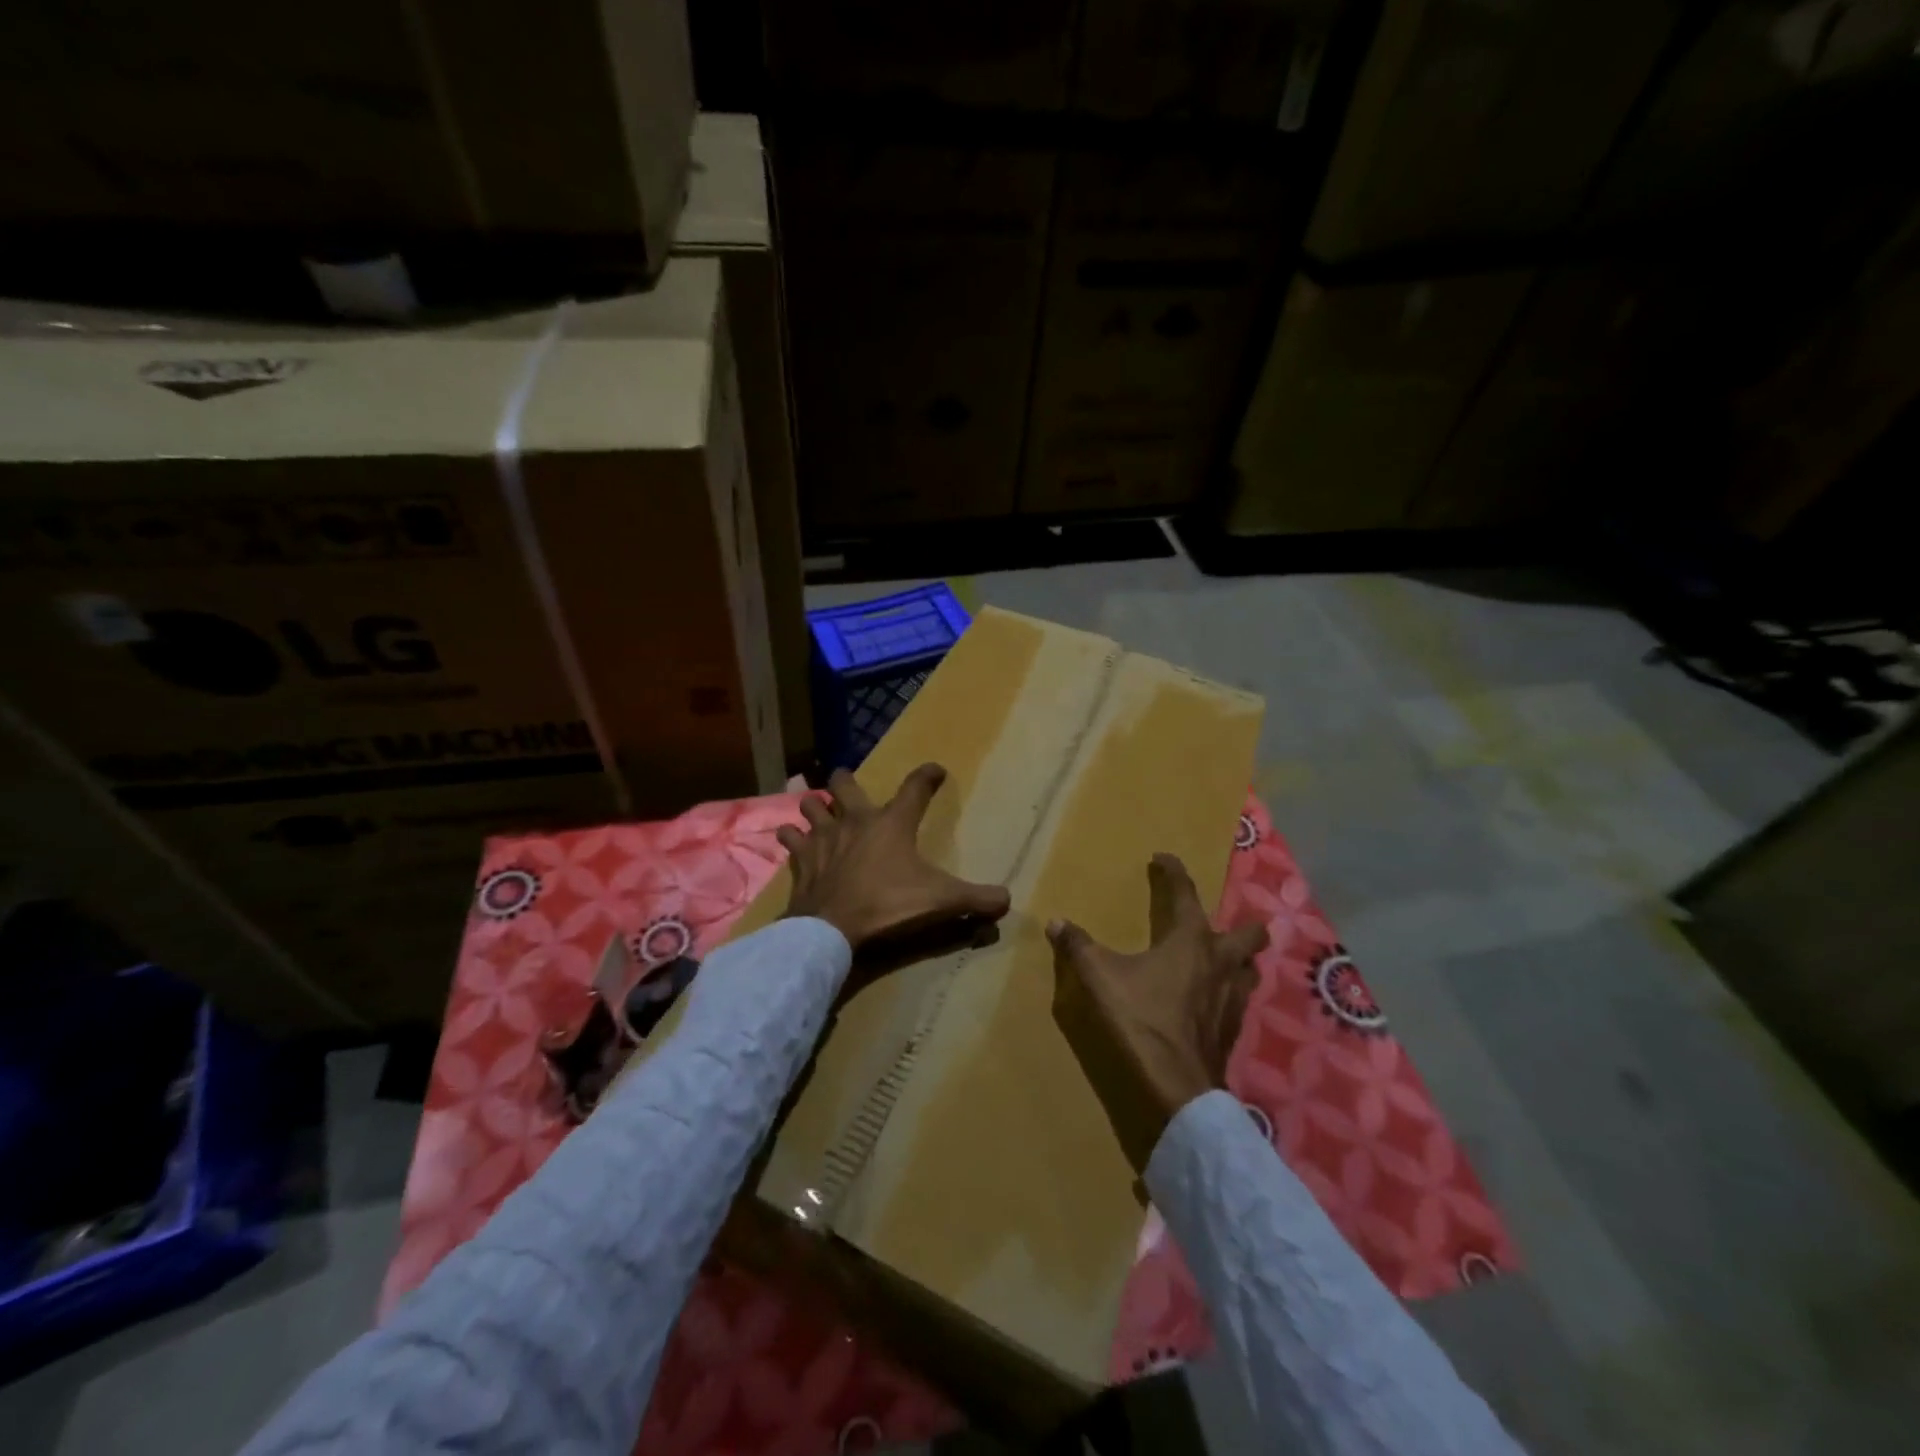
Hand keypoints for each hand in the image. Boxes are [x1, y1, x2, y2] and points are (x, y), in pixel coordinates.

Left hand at [777, 763, 1010, 969]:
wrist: (832, 929)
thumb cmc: (888, 906)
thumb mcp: (941, 902)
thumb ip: (976, 900)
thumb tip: (1008, 901)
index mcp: (892, 823)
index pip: (915, 787)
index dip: (927, 775)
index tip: (936, 770)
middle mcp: (856, 821)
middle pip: (846, 785)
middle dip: (847, 780)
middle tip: (848, 781)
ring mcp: (823, 837)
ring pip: (812, 806)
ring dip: (815, 805)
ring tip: (815, 806)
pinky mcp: (801, 860)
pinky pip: (790, 839)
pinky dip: (791, 838)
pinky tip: (790, 838)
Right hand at [1047, 853, 1268, 1174]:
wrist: (1174, 1089)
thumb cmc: (1139, 1021)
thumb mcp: (1099, 977)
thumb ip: (1078, 947)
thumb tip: (1056, 922)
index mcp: (1191, 940)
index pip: (1185, 893)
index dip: (1173, 872)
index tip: (1162, 858)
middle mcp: (1220, 963)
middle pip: (1248, 934)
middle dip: (1239, 923)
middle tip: (1214, 924)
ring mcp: (1232, 1000)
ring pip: (1249, 970)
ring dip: (1238, 961)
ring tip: (1218, 961)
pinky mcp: (1231, 1031)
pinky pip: (1237, 1001)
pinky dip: (1226, 994)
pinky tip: (1208, 1003)